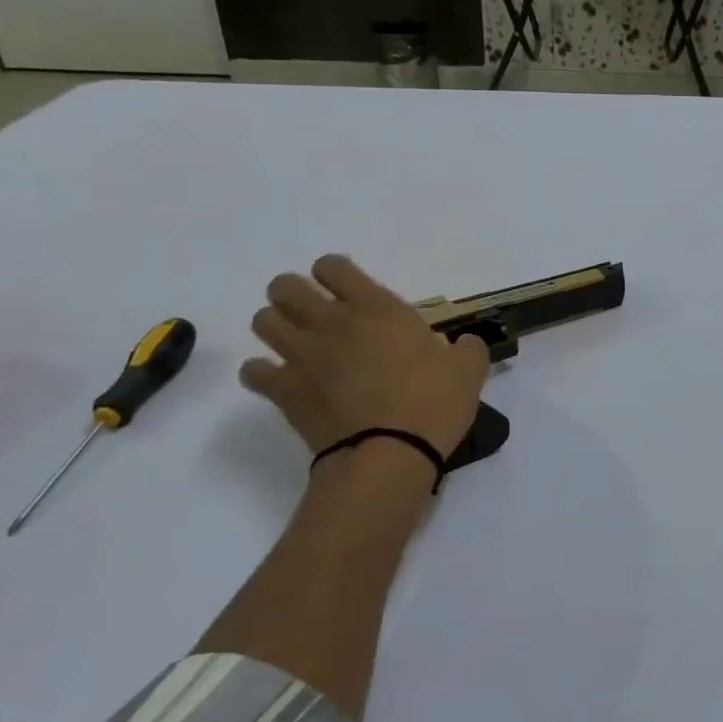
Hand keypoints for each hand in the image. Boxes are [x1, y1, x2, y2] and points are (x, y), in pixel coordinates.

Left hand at [241, 255, 490, 456]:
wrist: (391, 455)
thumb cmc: (433, 404)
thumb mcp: (469, 371)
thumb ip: (467, 348)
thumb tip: (463, 344)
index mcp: (376, 308)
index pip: (332, 266)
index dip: (335, 273)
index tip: (350, 292)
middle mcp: (331, 323)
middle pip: (284, 286)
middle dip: (294, 294)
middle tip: (318, 316)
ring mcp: (301, 356)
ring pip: (263, 321)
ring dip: (277, 327)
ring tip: (298, 344)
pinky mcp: (284, 391)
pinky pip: (253, 372)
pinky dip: (263, 373)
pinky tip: (283, 381)